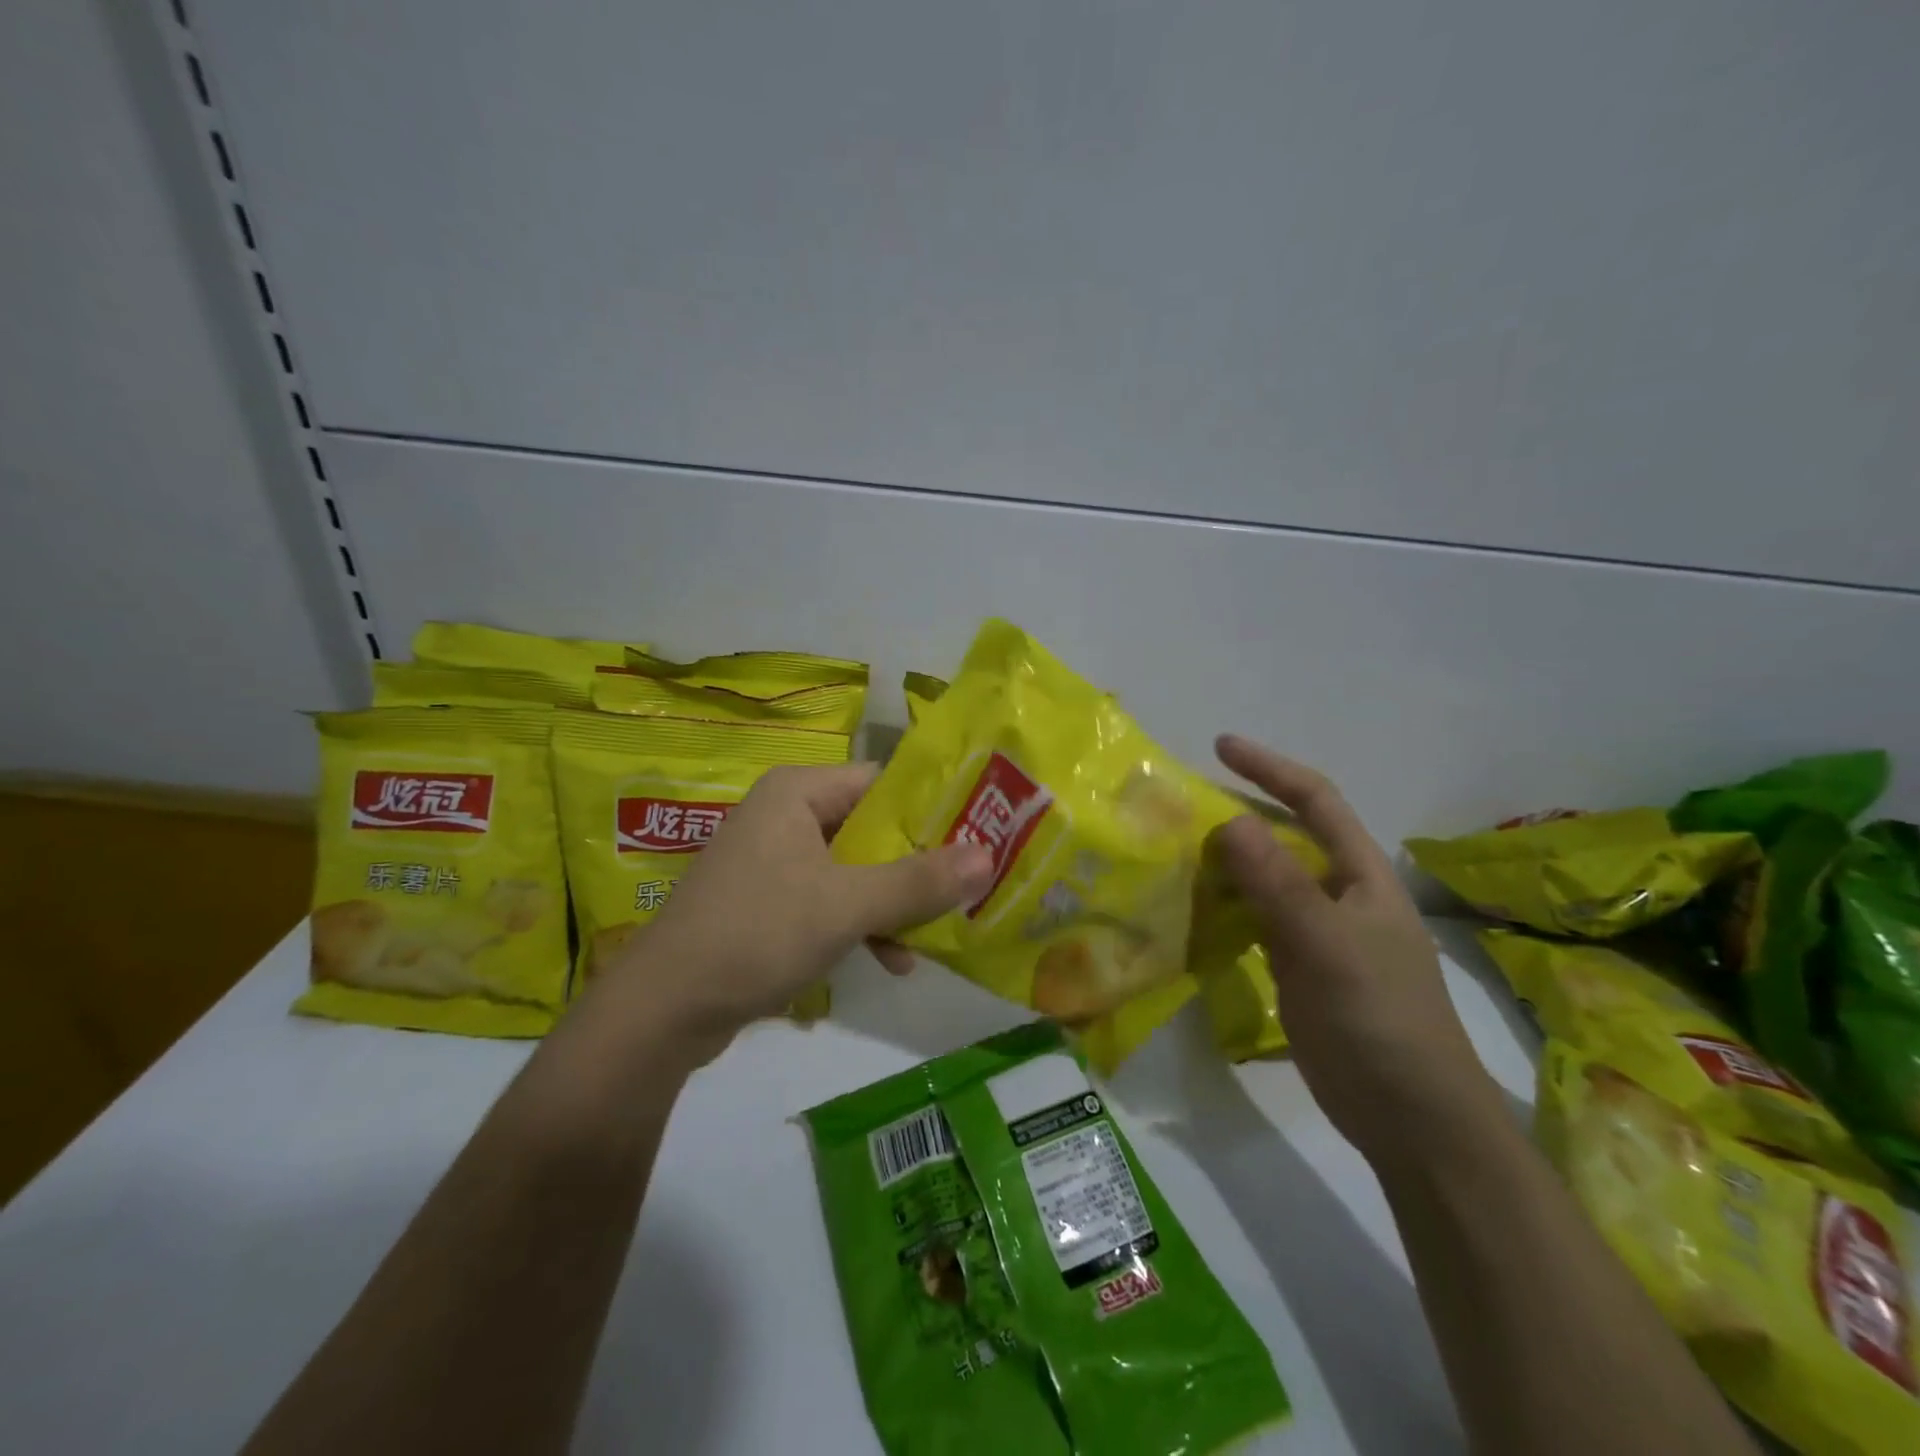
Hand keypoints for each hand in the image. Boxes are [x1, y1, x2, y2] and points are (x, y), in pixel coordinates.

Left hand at [601, 763, 992, 1050]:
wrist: (663, 1010)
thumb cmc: (757, 934)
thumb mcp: (846, 906)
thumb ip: (918, 882)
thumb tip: (989, 857)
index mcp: (798, 792)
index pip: (882, 782)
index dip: (932, 808)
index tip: (980, 834)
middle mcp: (786, 815)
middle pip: (872, 828)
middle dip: (918, 864)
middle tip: (970, 887)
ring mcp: (774, 860)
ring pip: (855, 869)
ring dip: (894, 901)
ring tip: (935, 935)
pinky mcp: (768, 902)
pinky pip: (831, 899)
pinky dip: (861, 923)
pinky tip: (892, 961)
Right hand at [1210, 735, 1501, 1162]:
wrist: (1411, 1117)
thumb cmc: (1380, 1019)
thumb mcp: (1327, 944)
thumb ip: (1278, 884)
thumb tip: (1230, 821)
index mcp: (1360, 875)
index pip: (1315, 801)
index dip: (1271, 768)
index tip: (1220, 747)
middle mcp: (1338, 893)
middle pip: (1284, 836)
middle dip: (1237, 813)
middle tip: (1179, 807)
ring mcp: (1317, 932)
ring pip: (1264, 880)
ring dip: (1224, 862)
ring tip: (1173, 851)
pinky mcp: (1297, 967)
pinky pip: (1253, 920)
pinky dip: (1223, 906)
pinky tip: (1191, 907)